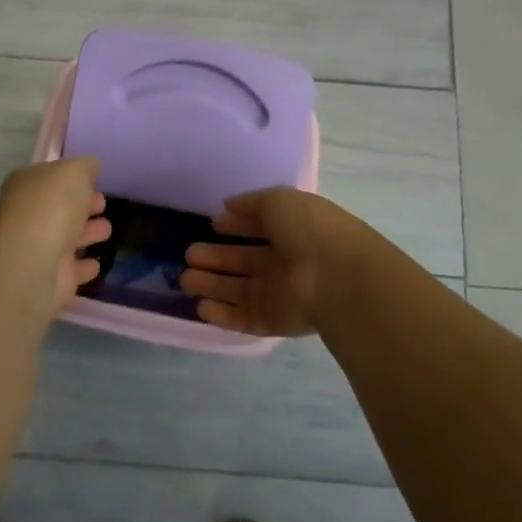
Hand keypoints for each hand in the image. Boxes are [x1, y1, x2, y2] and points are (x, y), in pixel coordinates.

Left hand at [0, 158, 111, 312]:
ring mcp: (39, 248)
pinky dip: (84, 266)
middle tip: (103, 203)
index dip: (73, 177)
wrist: (34, 261)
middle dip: (82, 205)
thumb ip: (85, 166)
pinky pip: (73, 269)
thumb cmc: (52, 206)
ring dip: (87, 233)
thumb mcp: (74, 171)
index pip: (51, 177)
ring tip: (107, 229)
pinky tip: (97, 264)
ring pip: (68, 238)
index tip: (95, 180)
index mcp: (28, 185)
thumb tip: (91, 167)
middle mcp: (29, 215)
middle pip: (60, 207)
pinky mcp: (52, 278)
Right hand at [180, 188, 377, 336]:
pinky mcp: (272, 321)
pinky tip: (201, 306)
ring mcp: (278, 293)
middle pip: (243, 260)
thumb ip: (251, 203)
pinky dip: (221, 314)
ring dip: (212, 284)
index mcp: (291, 230)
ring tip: (185, 278)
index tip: (212, 224)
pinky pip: (242, 317)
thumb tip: (228, 205)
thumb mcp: (279, 201)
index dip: (236, 225)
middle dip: (216, 256)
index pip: (259, 227)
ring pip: (237, 289)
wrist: (337, 277)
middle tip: (189, 254)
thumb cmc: (309, 230)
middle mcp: (284, 262)